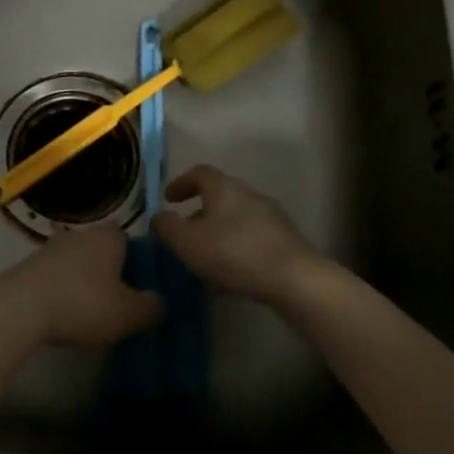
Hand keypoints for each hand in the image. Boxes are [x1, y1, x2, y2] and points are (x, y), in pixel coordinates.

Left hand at [0, 225, 160, 355]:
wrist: (21, 307)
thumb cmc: (83, 303)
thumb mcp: (128, 314)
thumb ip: (151, 307)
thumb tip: (160, 301)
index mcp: (109, 236)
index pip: (131, 241)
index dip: (138, 264)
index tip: (141, 290)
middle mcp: (82, 232)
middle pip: (104, 251)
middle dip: (112, 274)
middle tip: (119, 305)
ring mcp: (53, 246)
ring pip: (80, 262)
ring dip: (85, 282)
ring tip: (91, 314)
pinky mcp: (32, 263)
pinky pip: (58, 274)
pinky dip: (64, 290)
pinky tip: (65, 314)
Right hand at [152, 165, 324, 306]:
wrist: (295, 280)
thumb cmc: (234, 253)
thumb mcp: (188, 242)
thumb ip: (167, 228)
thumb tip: (158, 217)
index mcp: (224, 188)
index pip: (199, 173)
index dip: (181, 183)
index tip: (168, 199)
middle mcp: (248, 195)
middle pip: (218, 198)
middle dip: (198, 216)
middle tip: (183, 237)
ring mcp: (270, 218)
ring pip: (235, 222)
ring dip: (217, 237)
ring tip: (203, 264)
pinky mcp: (285, 243)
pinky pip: (251, 242)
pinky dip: (234, 252)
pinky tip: (228, 279)